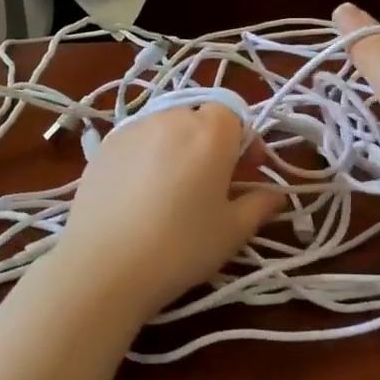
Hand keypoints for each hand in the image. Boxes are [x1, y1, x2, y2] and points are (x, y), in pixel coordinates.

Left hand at [50, 103, 283, 321]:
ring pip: (165, 128)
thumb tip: (276, 195)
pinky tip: (140, 195)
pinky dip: (146, 157)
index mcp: (210, 131)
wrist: (103, 266)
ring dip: (176, 148)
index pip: (234, 114)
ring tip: (173, 189)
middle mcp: (170, 118)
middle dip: (210, 143)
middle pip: (198, 118)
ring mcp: (132, 129)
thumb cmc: (181, 246)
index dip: (245, 140)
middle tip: (212, 183)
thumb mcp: (232, 231)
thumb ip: (259, 205)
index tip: (246, 171)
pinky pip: (136, 142)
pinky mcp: (103, 147)